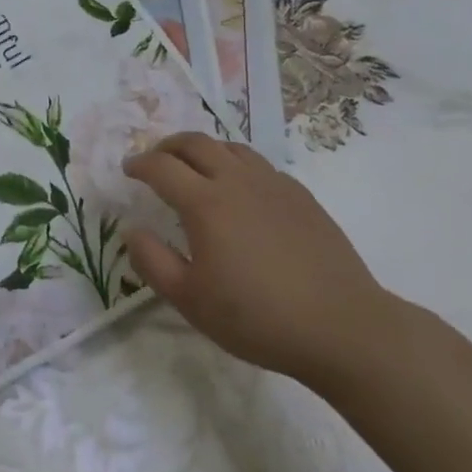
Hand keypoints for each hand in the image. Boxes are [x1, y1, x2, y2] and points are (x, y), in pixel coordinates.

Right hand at [123, 132, 401, 388]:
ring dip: (203, 150)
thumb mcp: (190, 300)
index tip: (128, 170)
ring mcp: (273, 184)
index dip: (139, 164)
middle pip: (195, 143)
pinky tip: (240, 190)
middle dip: (167, 146)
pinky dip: (236, 165)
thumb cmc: (257, 318)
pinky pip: (259, 165)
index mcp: (205, 202)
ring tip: (195, 168)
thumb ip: (152, 261)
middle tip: (155, 160)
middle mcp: (236, 181)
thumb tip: (132, 230)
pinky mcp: (300, 196)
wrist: (342, 328)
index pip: (161, 167)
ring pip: (230, 147)